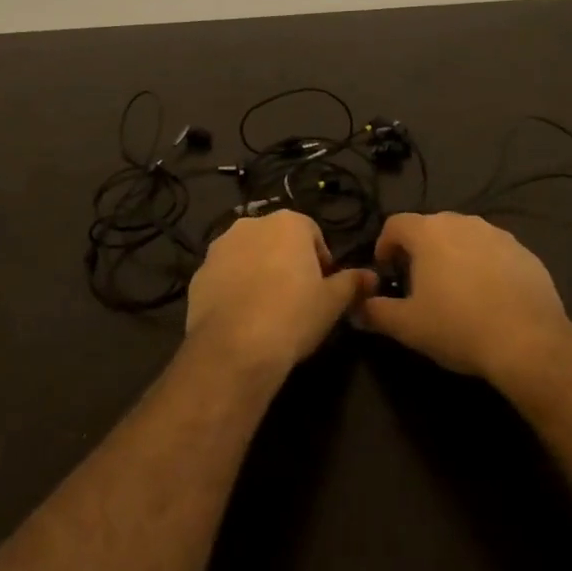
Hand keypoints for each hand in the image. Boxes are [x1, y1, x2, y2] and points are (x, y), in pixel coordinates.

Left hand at [185, 210, 373, 375]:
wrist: (235, 347)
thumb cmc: (293, 314)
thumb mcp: (333, 302)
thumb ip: (353, 283)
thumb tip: (372, 277)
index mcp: (287, 223)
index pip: (313, 233)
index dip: (321, 261)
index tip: (323, 289)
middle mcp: (250, 225)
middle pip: (277, 240)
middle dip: (287, 262)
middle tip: (297, 298)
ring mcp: (220, 248)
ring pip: (247, 255)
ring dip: (258, 272)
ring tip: (268, 309)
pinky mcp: (199, 273)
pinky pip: (224, 276)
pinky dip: (234, 289)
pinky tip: (242, 318)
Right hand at [354, 213, 571, 385]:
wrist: (528, 340)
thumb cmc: (458, 326)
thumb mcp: (407, 326)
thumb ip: (375, 312)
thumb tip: (356, 308)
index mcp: (429, 232)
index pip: (395, 224)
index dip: (384, 245)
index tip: (386, 270)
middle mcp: (462, 222)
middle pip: (430, 227)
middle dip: (419, 250)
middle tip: (417, 282)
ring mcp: (497, 234)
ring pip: (464, 238)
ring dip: (453, 256)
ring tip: (454, 290)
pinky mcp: (525, 252)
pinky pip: (494, 252)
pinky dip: (484, 266)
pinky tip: (488, 297)